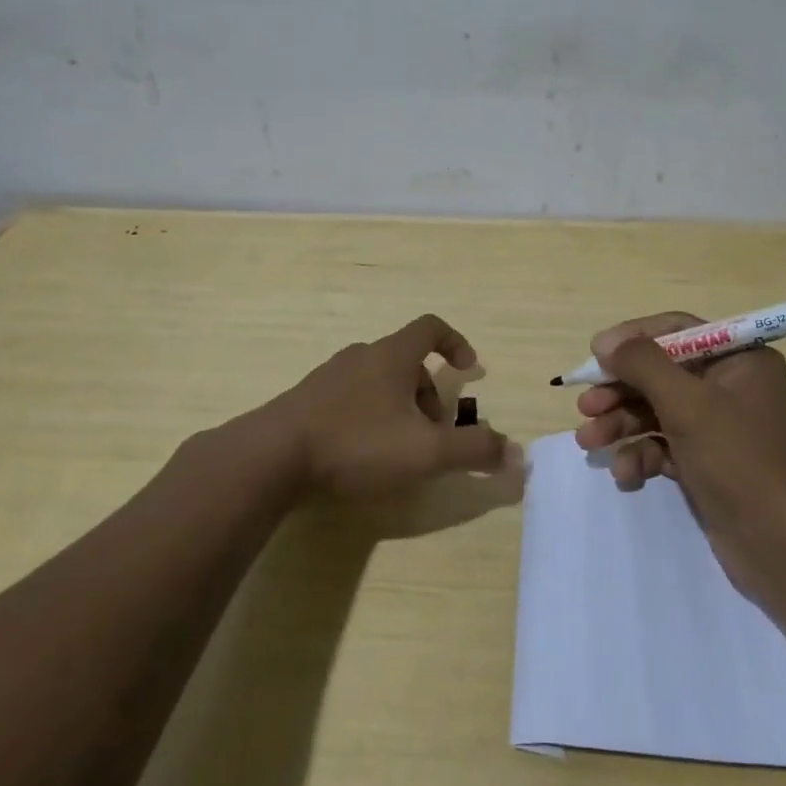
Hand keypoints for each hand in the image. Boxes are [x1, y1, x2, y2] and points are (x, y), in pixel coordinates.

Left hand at [269, 313, 515, 499]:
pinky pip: (350, 400)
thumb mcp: (425, 452)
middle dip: (429, 395)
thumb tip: (515, 452)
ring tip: (400, 451)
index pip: (431, 327)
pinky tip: (362, 456)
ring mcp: (329, 377)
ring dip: (399, 409)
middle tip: (433, 436)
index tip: (470, 369)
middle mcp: (360, 356)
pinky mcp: (305, 401)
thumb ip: (473, 451)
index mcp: (391, 356)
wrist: (270, 457)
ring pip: (378, 383)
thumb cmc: (356, 444)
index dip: (456, 343)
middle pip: (406, 362)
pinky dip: (369, 418)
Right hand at [574, 312, 785, 582]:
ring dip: (621, 424)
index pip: (677, 331)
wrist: (783, 547)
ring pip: (656, 411)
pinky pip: (663, 445)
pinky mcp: (706, 462)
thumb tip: (605, 341)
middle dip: (620, 390)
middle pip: (660, 373)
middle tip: (585, 407)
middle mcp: (730, 386)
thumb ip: (643, 365)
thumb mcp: (688, 404)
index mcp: (739, 359)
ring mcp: (718, 427)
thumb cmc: (739, 461)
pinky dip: (641, 455)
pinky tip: (625, 474)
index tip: (595, 355)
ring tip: (588, 441)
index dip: (633, 339)